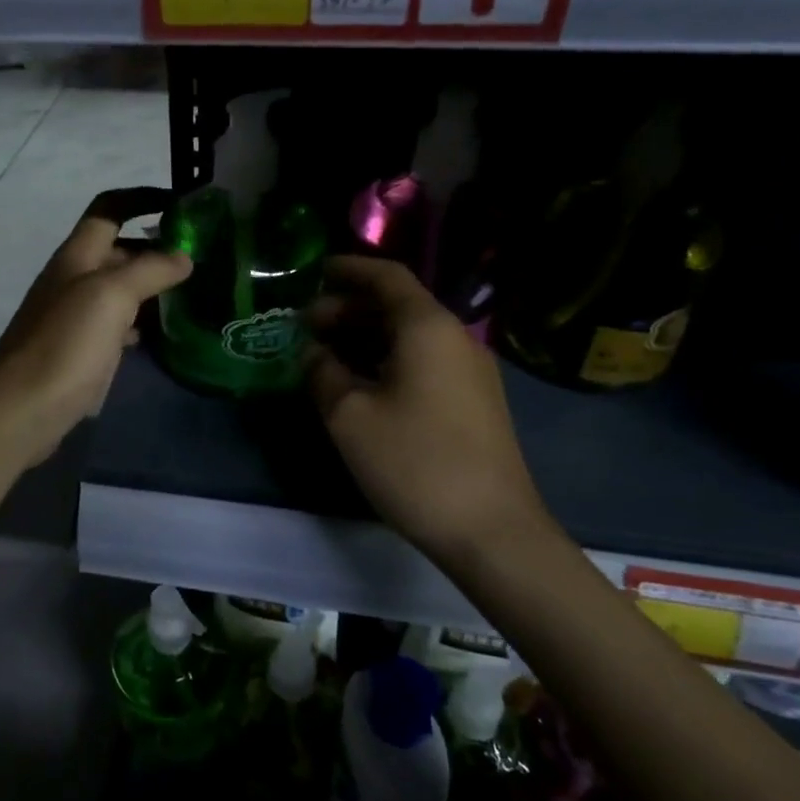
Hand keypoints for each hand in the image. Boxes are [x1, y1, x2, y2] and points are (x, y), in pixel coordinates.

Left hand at [0, 189, 189, 467]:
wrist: (22, 409)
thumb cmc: (65, 343)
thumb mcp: (110, 295)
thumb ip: (149, 270)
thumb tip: (182, 257)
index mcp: (77, 256)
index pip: (109, 209)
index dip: (142, 198)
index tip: (181, 203)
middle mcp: (74, 280)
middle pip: (118, 250)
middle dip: (156, 247)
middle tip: (202, 257)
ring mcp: (76, 317)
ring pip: (120, 290)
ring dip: (152, 287)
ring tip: (194, 294)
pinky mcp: (81, 351)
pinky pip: (116, 326)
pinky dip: (140, 323)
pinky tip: (162, 334)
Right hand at [306, 257, 549, 564]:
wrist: (492, 530)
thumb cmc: (415, 462)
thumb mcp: (350, 416)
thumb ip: (323, 373)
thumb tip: (313, 353)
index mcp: (427, 328)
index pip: (387, 277)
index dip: (348, 270)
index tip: (314, 273)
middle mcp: (455, 338)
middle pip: (398, 306)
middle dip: (349, 309)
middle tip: (307, 327)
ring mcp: (469, 371)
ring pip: (410, 337)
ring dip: (366, 338)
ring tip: (326, 356)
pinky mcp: (474, 402)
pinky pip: (424, 362)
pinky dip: (387, 361)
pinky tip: (361, 386)